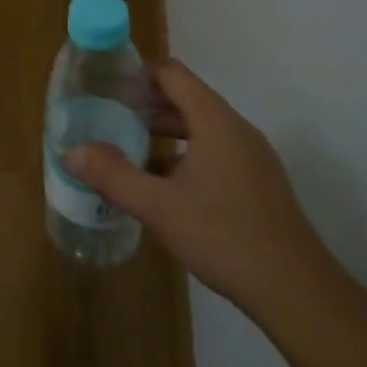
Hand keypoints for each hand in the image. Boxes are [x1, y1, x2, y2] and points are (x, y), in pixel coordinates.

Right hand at [65, 60, 330, 321]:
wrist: (297, 292)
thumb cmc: (224, 236)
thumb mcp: (158, 207)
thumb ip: (113, 175)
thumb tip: (70, 151)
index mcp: (215, 121)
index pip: (172, 74)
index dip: (138, 74)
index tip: (106, 87)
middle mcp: (236, 129)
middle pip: (186, 98)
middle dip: (146, 105)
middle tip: (109, 118)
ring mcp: (252, 156)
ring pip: (201, 128)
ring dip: (165, 133)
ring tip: (129, 150)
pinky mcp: (259, 183)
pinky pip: (216, 151)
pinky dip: (186, 155)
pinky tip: (165, 186)